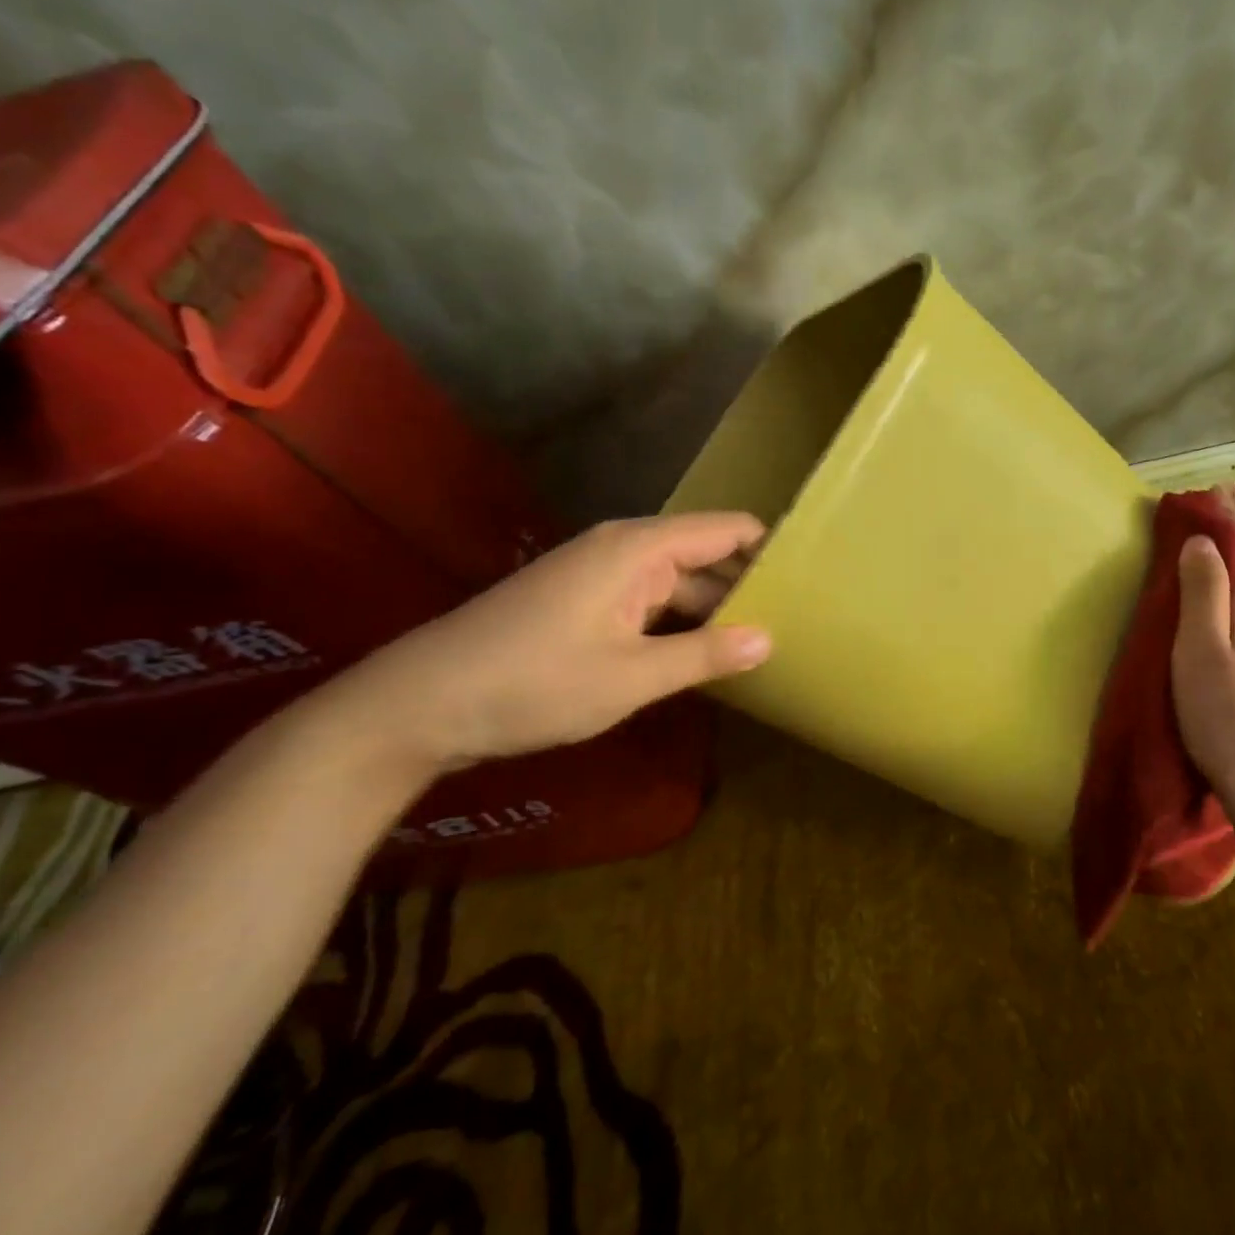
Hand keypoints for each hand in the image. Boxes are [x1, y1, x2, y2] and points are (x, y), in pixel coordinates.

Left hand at [316, 512, 771, 777]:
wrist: (420, 704)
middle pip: (708, 555)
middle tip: (802, 622)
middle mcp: (625, 550)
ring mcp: (602, 576)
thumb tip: (770, 638)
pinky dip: (683, 623)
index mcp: (640, 549)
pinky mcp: (586, 603)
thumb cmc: (532, 682)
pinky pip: (653, 602)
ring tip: (767, 641)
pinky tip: (708, 655)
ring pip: (681, 583)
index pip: (729, 530)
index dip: (772, 549)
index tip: (814, 579)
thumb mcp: (630, 676)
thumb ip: (705, 655)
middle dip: (750, 586)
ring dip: (717, 609)